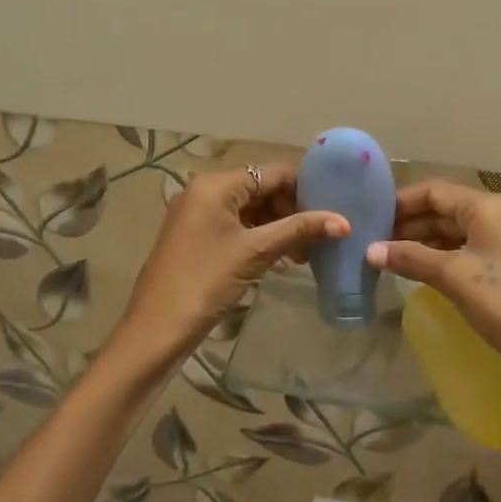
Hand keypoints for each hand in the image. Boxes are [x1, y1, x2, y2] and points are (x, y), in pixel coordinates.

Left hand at [112, 164, 347, 372]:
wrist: (157, 327)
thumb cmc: (206, 281)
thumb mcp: (256, 252)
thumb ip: (298, 230)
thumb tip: (343, 222)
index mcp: (216, 184)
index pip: (272, 173)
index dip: (305, 190)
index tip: (332, 212)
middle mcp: (204, 190)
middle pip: (261, 189)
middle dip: (292, 212)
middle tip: (318, 240)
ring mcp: (197, 214)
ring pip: (250, 209)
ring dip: (278, 227)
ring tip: (303, 255)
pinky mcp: (196, 236)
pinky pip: (236, 226)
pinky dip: (259, 238)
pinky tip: (280, 260)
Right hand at [366, 180, 500, 388]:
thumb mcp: (453, 277)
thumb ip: (411, 258)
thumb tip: (369, 250)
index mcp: (487, 207)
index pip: (434, 191)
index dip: (401, 203)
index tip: (371, 219)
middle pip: (447, 209)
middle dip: (412, 224)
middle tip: (377, 243)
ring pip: (462, 231)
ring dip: (429, 242)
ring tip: (395, 259)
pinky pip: (476, 249)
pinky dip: (449, 256)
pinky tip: (429, 273)